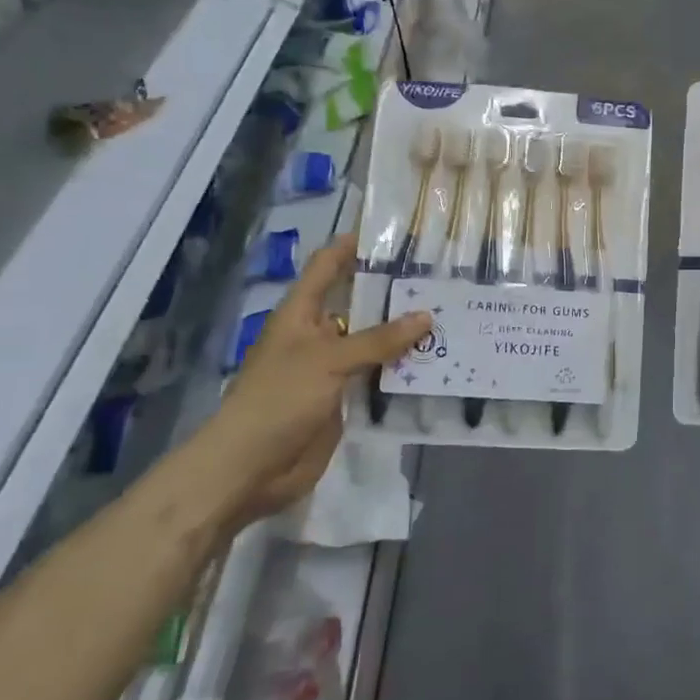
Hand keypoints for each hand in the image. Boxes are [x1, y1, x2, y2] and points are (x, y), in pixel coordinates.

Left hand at [189, 233, 429, 528]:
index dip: (353, 246)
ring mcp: (330, 368)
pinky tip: (435, 361)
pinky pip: (376, 376)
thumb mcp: (329, 360)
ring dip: (402, 333)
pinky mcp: (342, 399)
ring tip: (448, 316)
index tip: (393, 232)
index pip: (328, 266)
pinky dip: (401, 369)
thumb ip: (379, 339)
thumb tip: (426, 316)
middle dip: (392, 292)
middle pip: (357, 303)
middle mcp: (317, 335)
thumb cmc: (280, 399)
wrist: (251, 468)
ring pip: (371, 342)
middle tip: (439, 278)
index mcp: (301, 314)